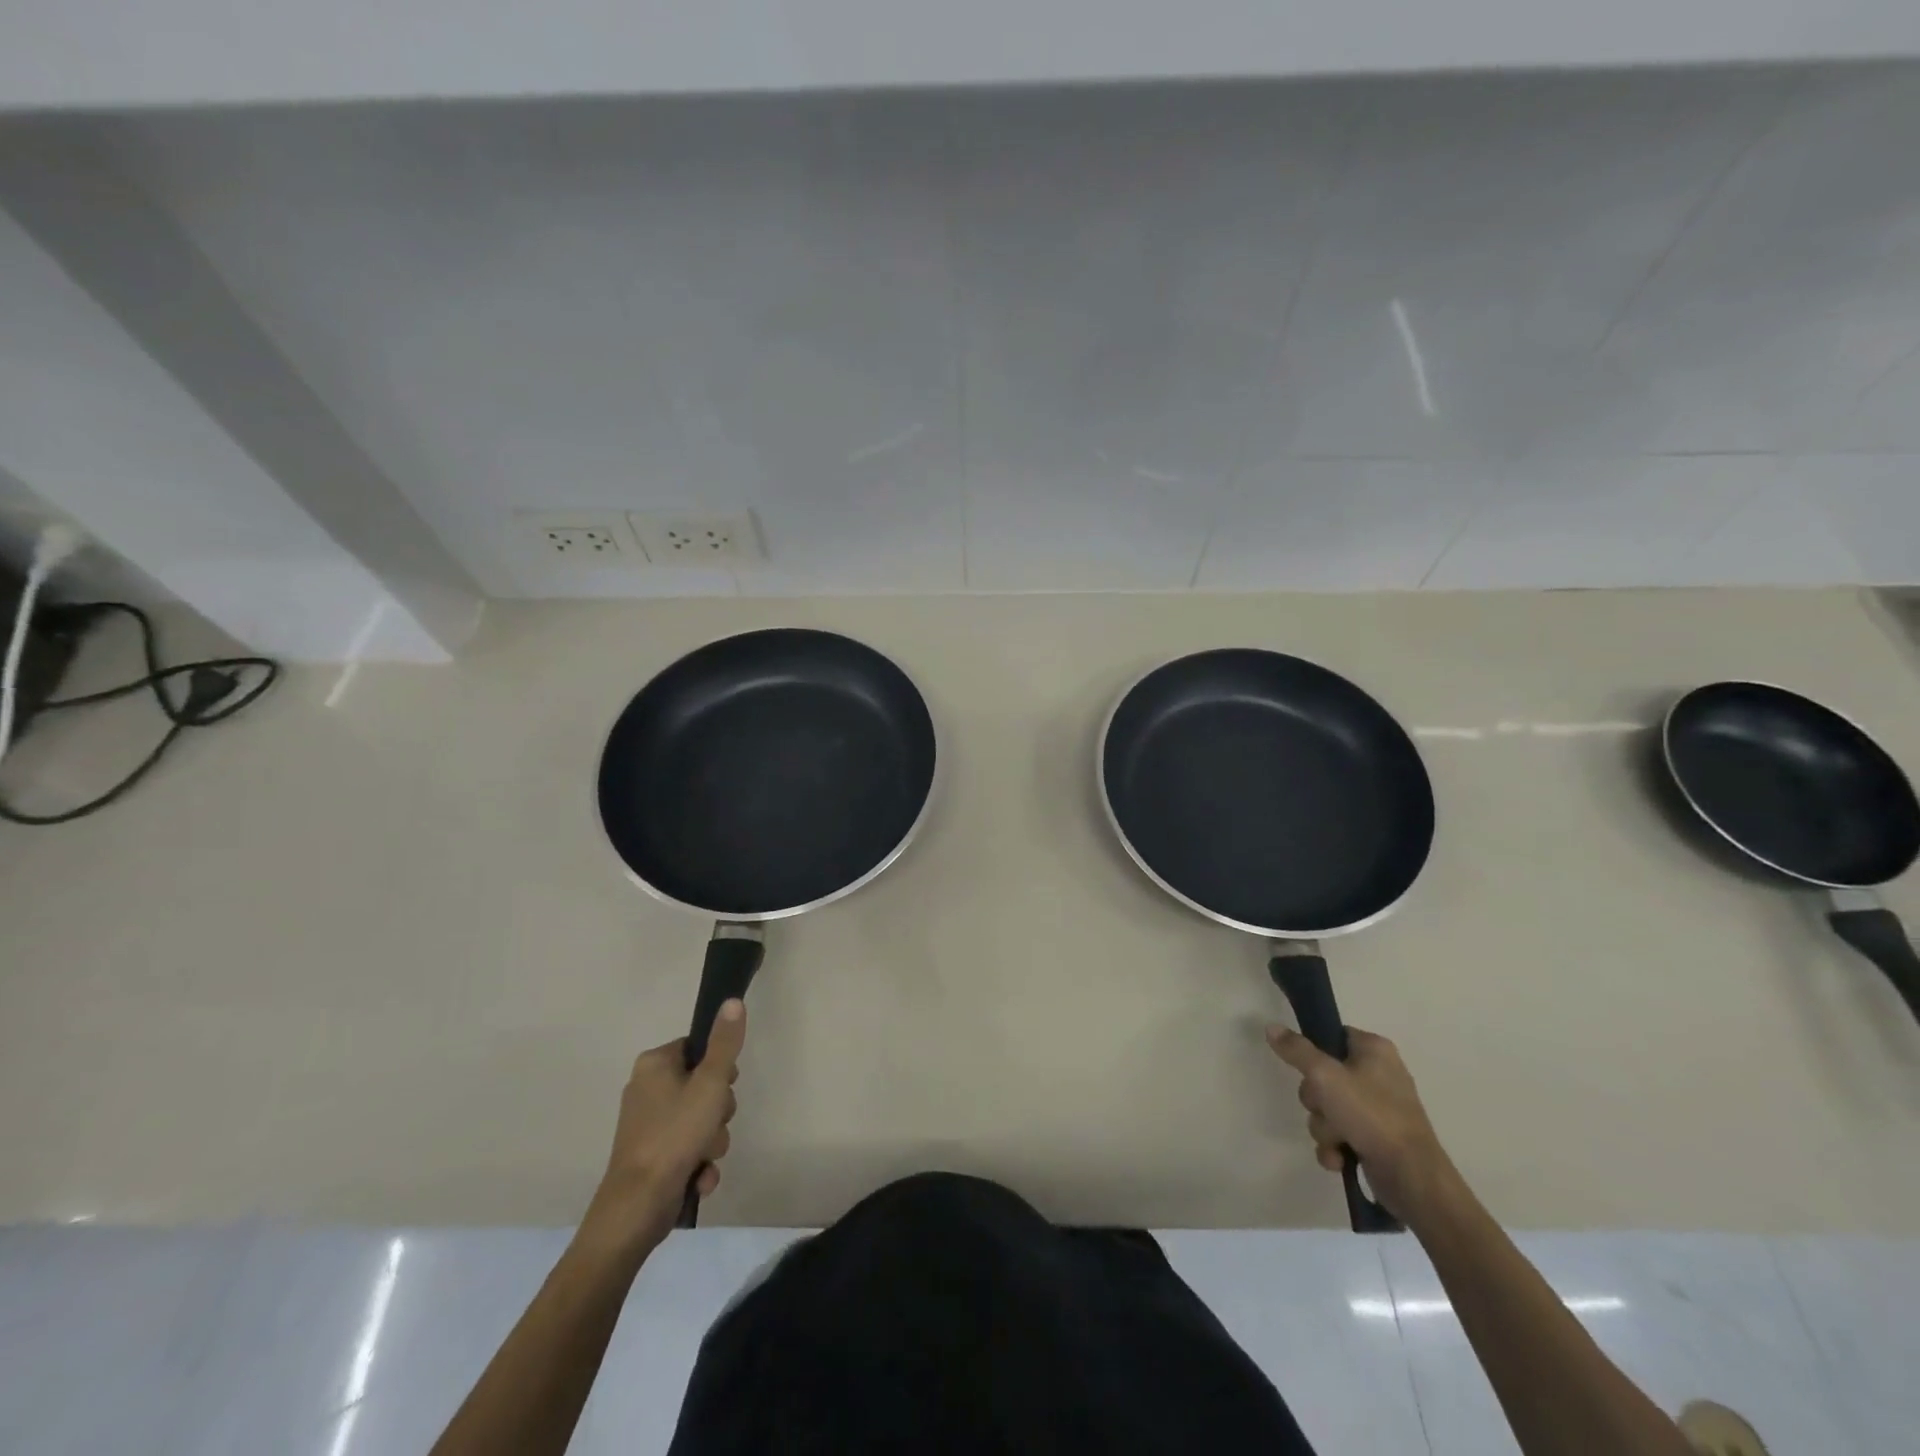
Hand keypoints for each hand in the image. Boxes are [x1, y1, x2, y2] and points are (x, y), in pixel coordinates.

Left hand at [584, 1000, 745, 1249]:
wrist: (636, 1208)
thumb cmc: (674, 1135)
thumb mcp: (710, 1083)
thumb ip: (725, 1043)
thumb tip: (733, 1000)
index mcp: (655, 1064)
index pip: (699, 1048)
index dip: (719, 1069)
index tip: (723, 1087)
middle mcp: (647, 1088)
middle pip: (703, 1085)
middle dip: (718, 1111)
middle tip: (714, 1124)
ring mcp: (647, 1124)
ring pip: (700, 1119)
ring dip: (712, 1140)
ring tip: (704, 1156)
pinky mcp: (651, 1155)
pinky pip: (688, 1147)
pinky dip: (698, 1161)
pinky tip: (698, 1177)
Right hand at [1265, 1023, 1454, 1222]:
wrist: (1412, 1178)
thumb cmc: (1371, 1115)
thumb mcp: (1325, 1076)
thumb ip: (1296, 1050)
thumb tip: (1271, 1026)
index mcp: (1374, 1050)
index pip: (1332, 1036)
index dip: (1314, 1052)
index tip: (1308, 1069)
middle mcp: (1378, 1075)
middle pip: (1322, 1076)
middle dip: (1316, 1100)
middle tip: (1326, 1108)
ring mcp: (1377, 1109)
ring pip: (1327, 1108)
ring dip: (1324, 1127)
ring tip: (1339, 1141)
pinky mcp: (1375, 1139)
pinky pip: (1339, 1134)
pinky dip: (1335, 1147)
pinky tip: (1340, 1159)